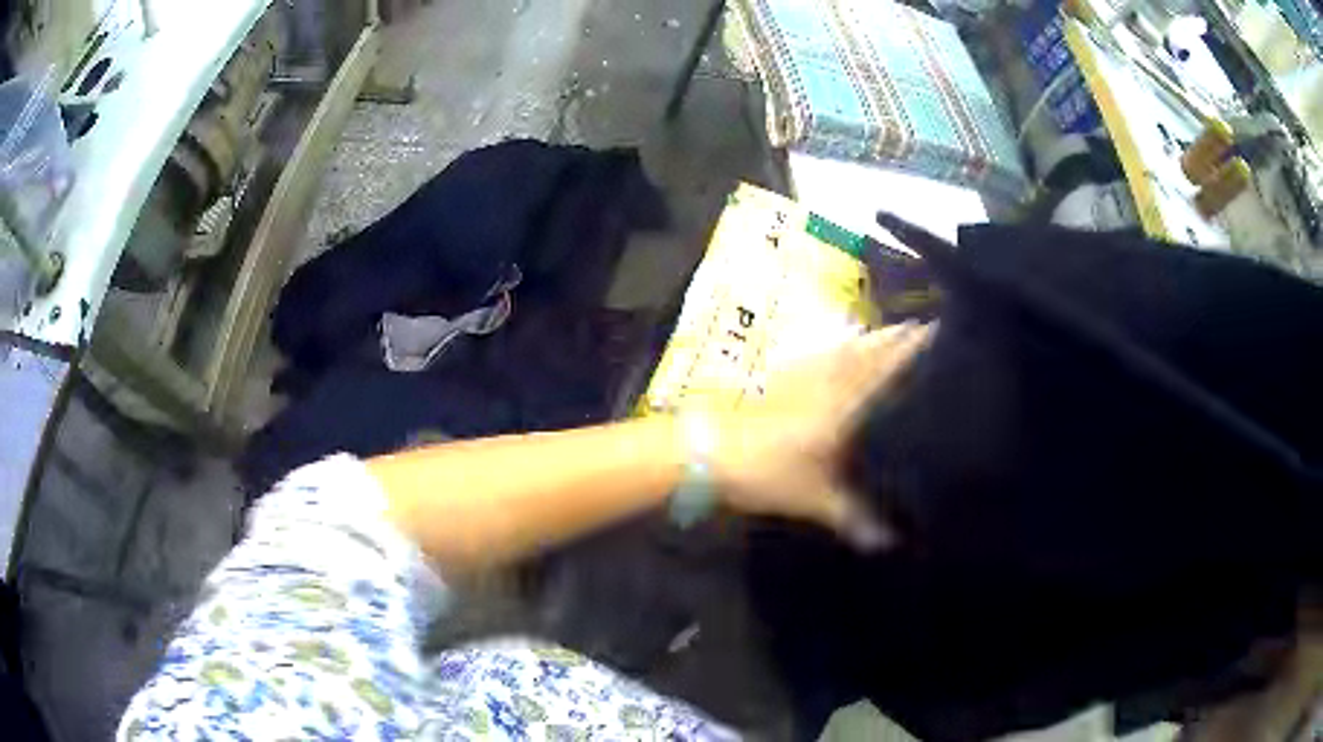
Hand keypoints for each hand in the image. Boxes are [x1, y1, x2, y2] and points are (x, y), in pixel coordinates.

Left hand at [712, 323, 931, 548]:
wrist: (710, 452)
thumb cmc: (767, 474)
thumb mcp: (814, 501)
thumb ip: (854, 519)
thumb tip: (888, 543)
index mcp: (842, 407)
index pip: (883, 372)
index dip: (907, 352)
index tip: (931, 333)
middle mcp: (827, 383)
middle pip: (867, 355)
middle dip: (896, 340)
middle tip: (922, 326)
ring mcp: (802, 377)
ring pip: (845, 351)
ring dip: (870, 338)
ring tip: (893, 329)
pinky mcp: (781, 378)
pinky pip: (819, 355)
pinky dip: (838, 347)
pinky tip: (841, 344)